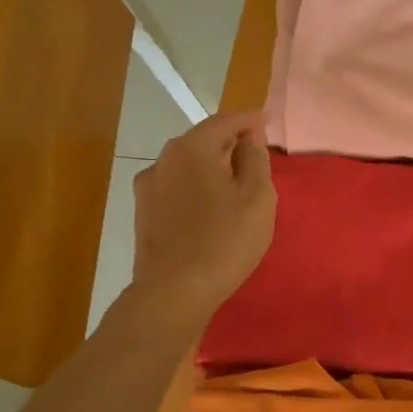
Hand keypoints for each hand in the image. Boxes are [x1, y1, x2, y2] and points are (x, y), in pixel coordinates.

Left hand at [129, 112, 275, 320]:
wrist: (175, 291)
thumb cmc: (225, 239)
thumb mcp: (257, 196)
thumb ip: (255, 159)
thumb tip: (249, 137)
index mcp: (192, 148)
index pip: (225, 121)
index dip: (249, 120)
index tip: (268, 121)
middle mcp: (164, 159)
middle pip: (202, 141)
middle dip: (230, 142)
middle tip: (256, 152)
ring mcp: (149, 187)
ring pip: (188, 165)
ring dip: (212, 166)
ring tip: (236, 181)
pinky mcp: (144, 214)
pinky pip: (178, 187)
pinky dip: (198, 187)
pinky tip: (211, 205)